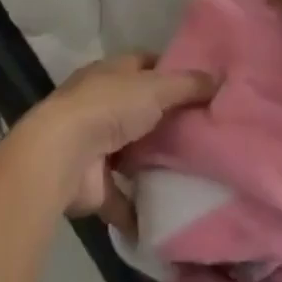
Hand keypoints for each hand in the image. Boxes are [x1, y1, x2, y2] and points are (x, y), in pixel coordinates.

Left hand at [30, 55, 216, 233]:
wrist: (63, 156)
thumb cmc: (109, 107)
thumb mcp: (156, 87)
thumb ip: (187, 85)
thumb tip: (219, 79)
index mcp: (111, 72)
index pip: (146, 65)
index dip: (172, 73)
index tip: (202, 87)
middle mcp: (101, 104)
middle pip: (141, 109)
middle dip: (168, 121)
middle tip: (207, 134)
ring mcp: (95, 144)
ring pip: (132, 152)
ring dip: (153, 163)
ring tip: (195, 175)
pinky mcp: (94, 184)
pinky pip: (122, 198)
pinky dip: (139, 210)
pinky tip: (168, 216)